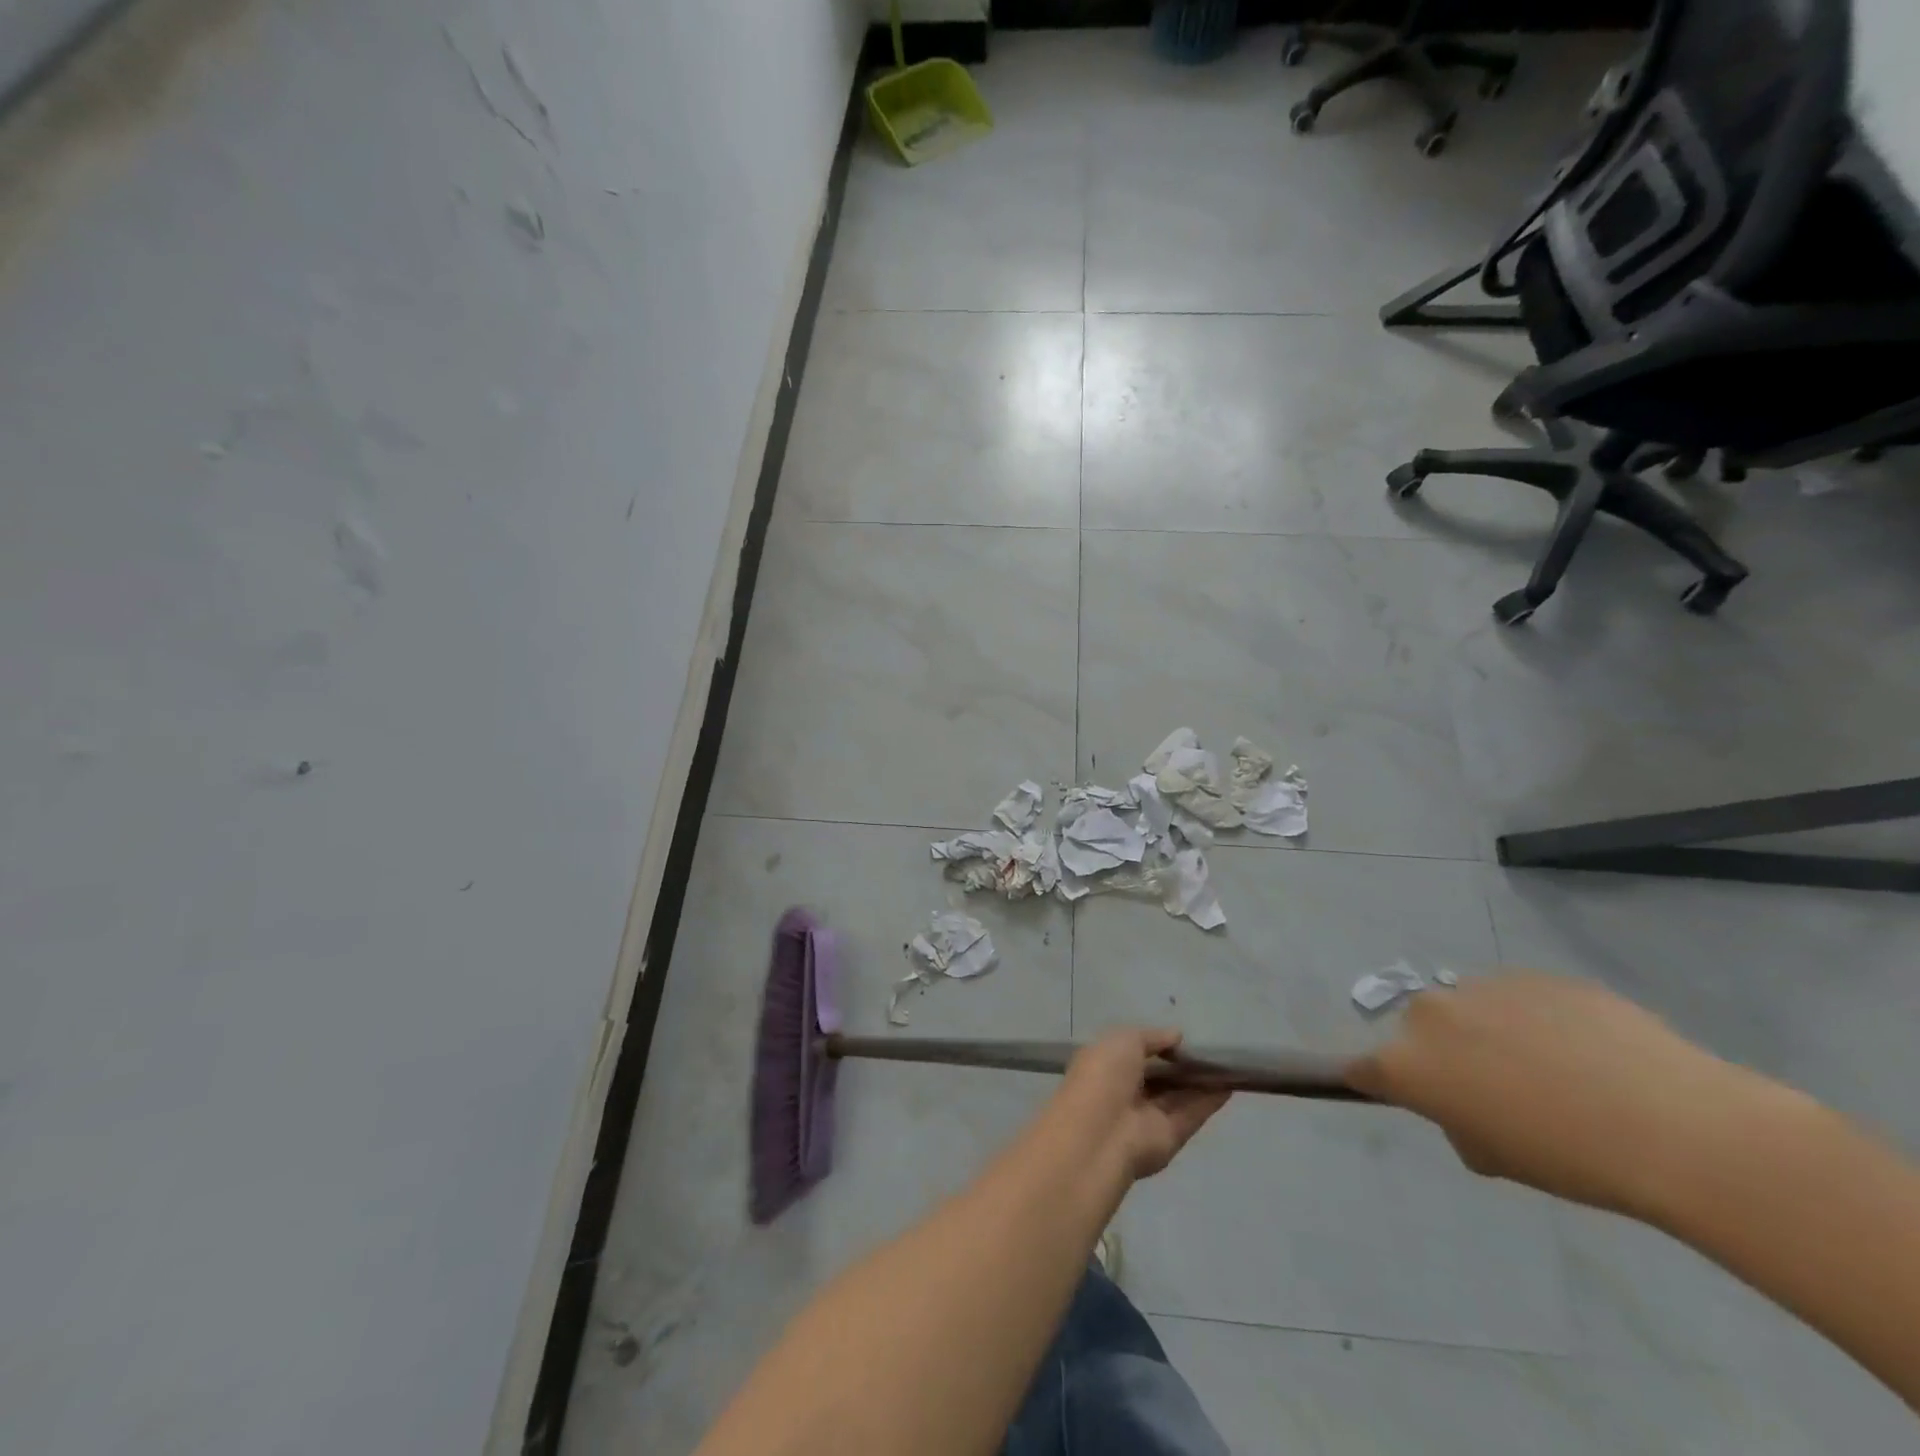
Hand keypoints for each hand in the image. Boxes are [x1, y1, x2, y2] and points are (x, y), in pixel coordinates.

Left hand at [1056, 1029, 1230, 1181]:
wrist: (1101, 1134)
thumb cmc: (1104, 1075)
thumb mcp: (1124, 1040)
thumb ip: (1152, 1037)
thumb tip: (1176, 1036)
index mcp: (1107, 1066)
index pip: (1135, 1053)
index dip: (1159, 1046)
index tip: (1184, 1038)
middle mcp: (1126, 1091)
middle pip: (1160, 1077)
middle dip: (1182, 1065)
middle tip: (1212, 1051)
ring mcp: (1148, 1116)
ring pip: (1179, 1095)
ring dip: (1201, 1081)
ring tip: (1228, 1064)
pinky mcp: (1170, 1137)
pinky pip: (1192, 1113)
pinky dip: (1210, 1100)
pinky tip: (1230, 1084)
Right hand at [1348, 973, 1769, 1217]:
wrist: (1673, 1125)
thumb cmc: (1569, 1158)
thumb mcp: (1496, 1158)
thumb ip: (1460, 1122)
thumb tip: (1470, 1104)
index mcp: (1407, 1062)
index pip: (1362, 1068)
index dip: (1377, 1081)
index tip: (1400, 1092)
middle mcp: (1430, 1014)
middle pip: (1420, 1030)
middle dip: (1446, 1052)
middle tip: (1497, 1088)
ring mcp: (1482, 986)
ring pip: (1472, 1008)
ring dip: (1491, 1031)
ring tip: (1555, 1069)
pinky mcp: (1534, 974)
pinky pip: (1521, 998)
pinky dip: (1539, 1020)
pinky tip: (1589, 1052)